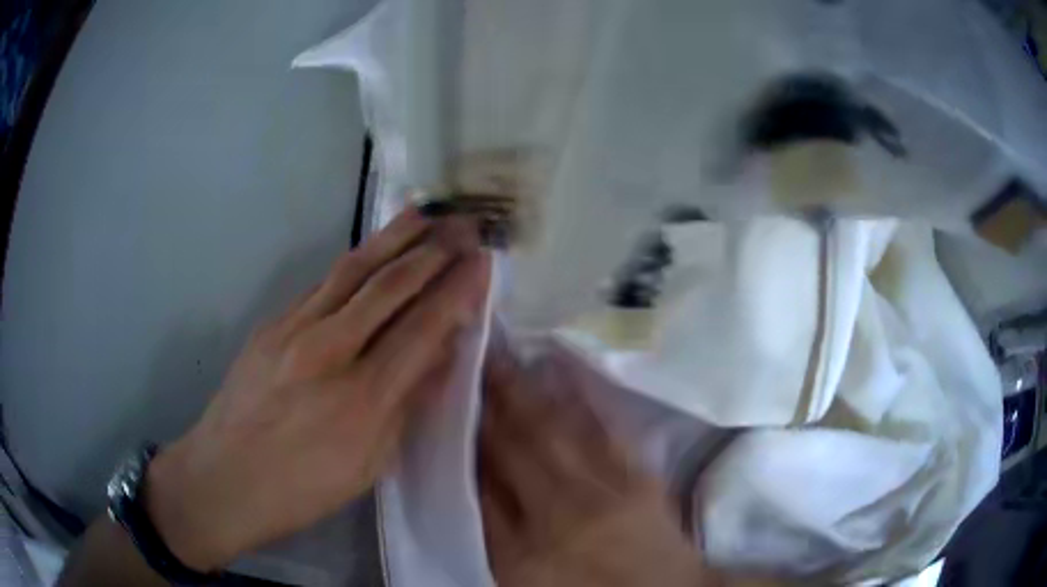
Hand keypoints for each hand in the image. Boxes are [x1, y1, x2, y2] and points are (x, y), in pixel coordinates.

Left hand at [144, 209, 490, 570]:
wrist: (223, 477)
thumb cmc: (300, 488)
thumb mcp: (366, 466)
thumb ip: (403, 407)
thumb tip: (437, 358)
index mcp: (361, 399)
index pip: (422, 329)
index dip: (457, 291)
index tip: (482, 261)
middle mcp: (329, 351)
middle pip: (390, 287)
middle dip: (434, 251)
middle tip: (464, 225)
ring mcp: (293, 330)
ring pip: (353, 270)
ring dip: (394, 238)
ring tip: (424, 213)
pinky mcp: (271, 324)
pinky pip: (322, 285)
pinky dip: (356, 264)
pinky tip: (372, 253)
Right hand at [478, 339, 717, 586]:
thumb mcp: (522, 576)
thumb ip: (495, 532)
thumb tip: (476, 476)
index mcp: (523, 549)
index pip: (484, 482)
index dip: (467, 437)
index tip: (454, 399)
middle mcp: (562, 514)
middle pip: (518, 446)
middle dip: (492, 400)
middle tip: (473, 357)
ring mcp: (606, 491)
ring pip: (558, 430)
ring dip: (528, 389)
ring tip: (504, 354)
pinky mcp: (639, 475)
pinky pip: (605, 428)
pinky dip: (582, 394)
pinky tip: (563, 368)